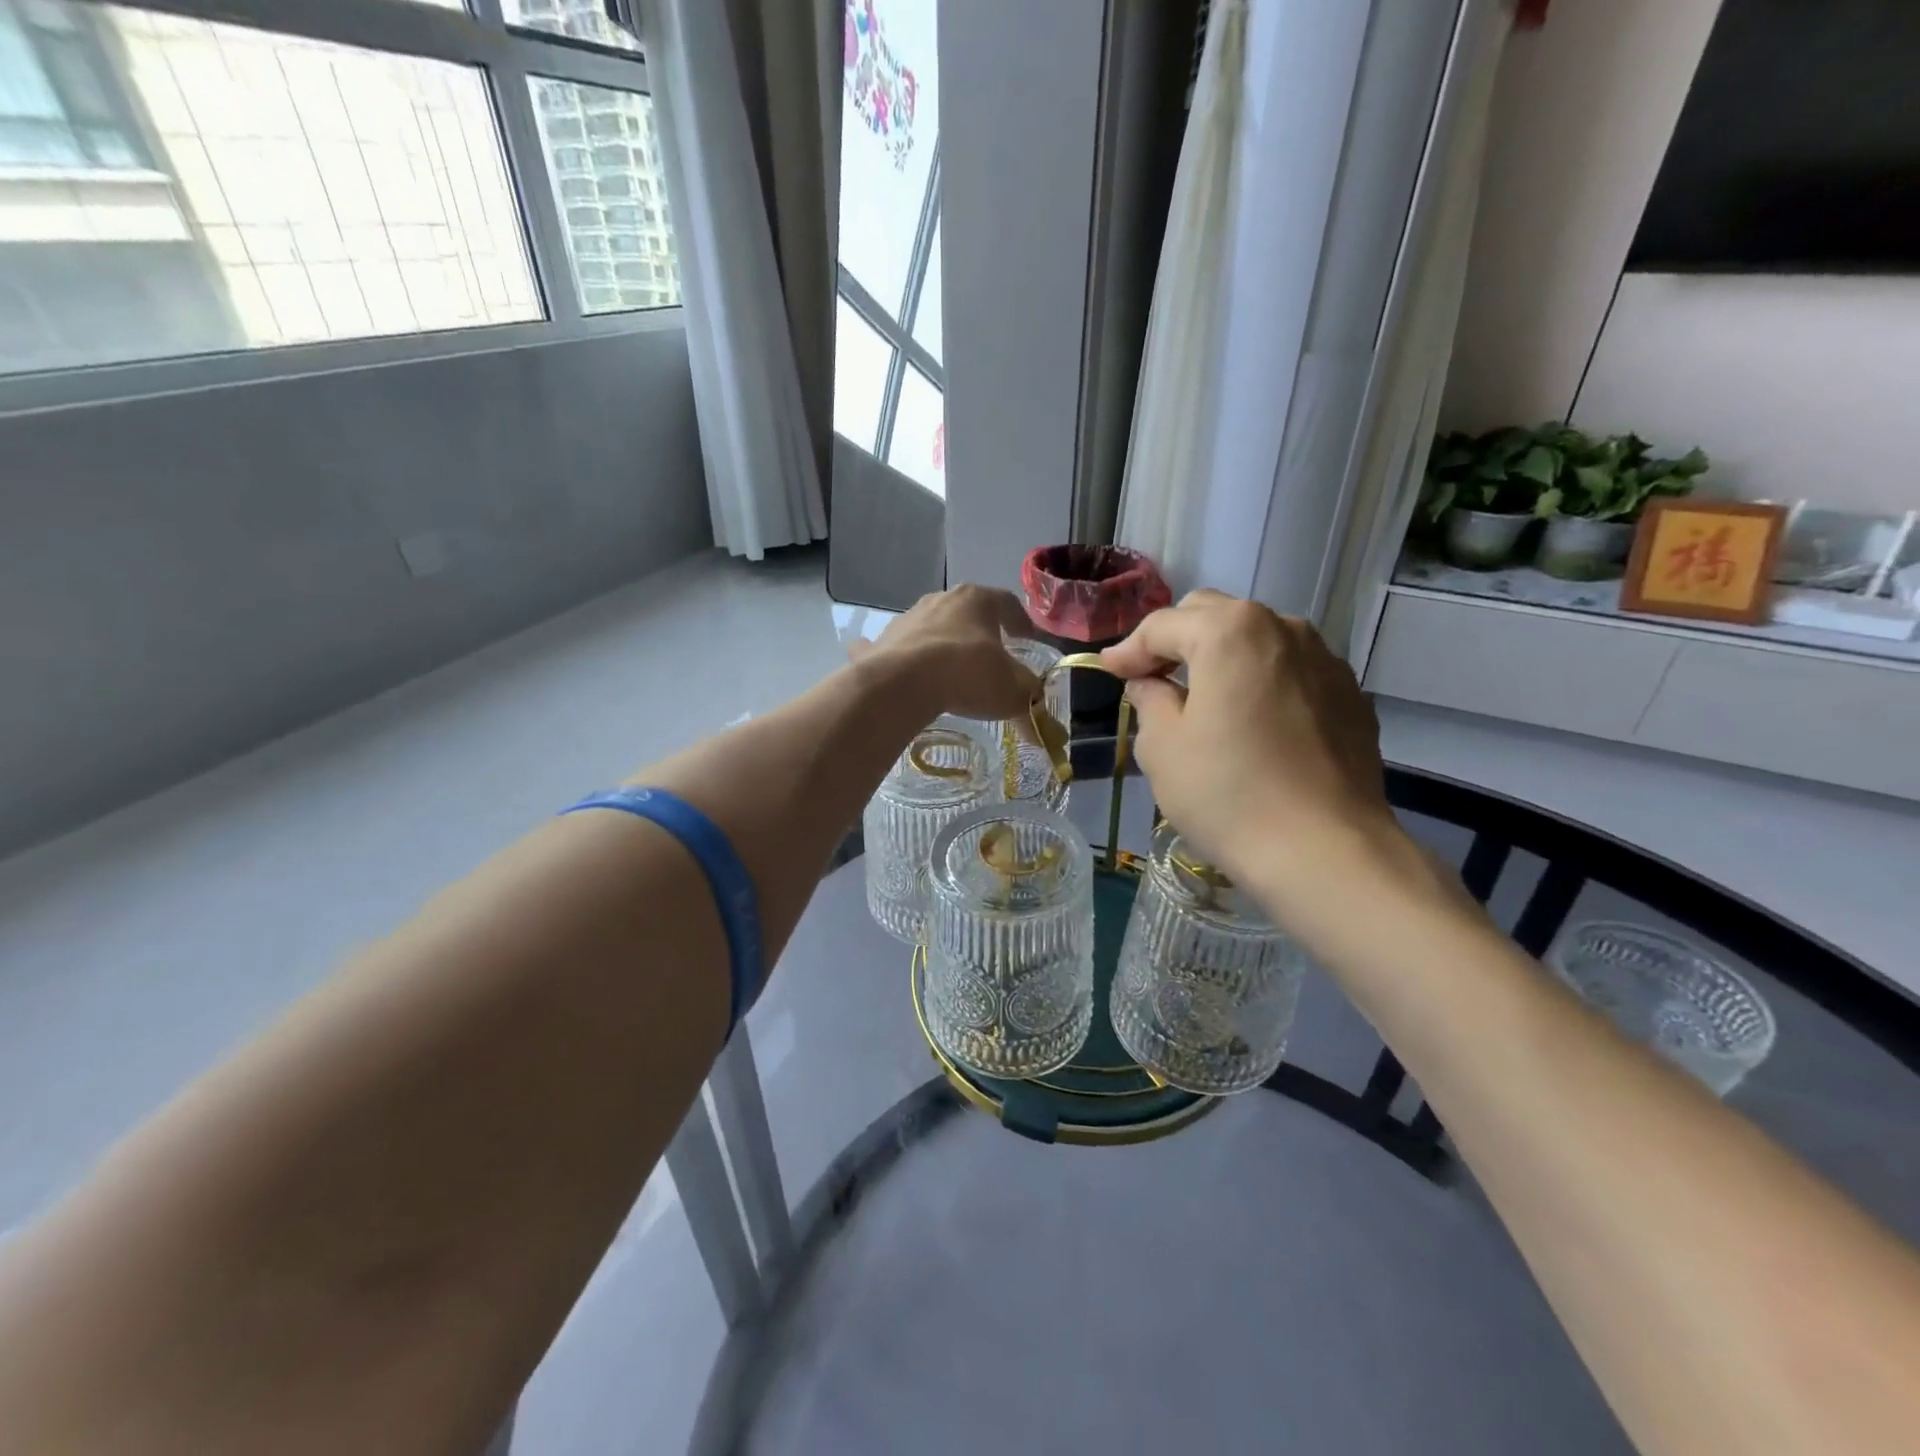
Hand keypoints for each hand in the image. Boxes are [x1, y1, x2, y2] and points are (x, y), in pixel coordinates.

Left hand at [851, 584, 1041, 722]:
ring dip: (942, 644)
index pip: (1007, 603)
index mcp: (977, 600)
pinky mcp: (880, 643)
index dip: (1021, 621)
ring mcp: (907, 619)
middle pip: (966, 612)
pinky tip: (905, 675)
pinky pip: (896, 649)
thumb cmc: (967, 674)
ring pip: (931, 628)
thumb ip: (1029, 700)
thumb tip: (1041, 721)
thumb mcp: (1012, 691)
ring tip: (950, 671)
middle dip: (979, 632)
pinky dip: (902, 659)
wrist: (901, 683)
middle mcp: (940, 600)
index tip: (1028, 638)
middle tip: (989, 655)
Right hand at [1101, 590, 1398, 885]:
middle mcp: (1282, 628)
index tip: (1109, 673)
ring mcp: (1325, 659)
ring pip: (1257, 639)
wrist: (1325, 852)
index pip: (1162, 625)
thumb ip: (1149, 700)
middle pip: (1214, 616)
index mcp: (1229, 632)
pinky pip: (1291, 671)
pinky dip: (1261, 681)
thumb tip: (1150, 684)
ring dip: (1221, 657)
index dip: (1128, 650)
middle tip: (1151, 679)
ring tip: (1203, 698)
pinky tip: (1251, 721)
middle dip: (1176, 641)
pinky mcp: (1349, 695)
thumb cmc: (1227, 795)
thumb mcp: (1162, 748)